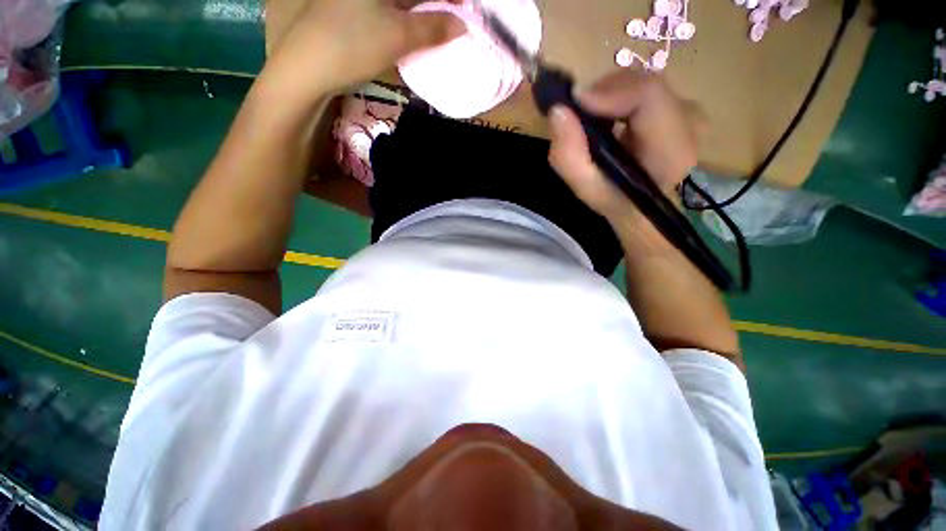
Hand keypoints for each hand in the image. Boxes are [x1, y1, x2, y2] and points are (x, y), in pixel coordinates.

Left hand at [262, 0, 464, 102]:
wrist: (308, 67)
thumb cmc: (353, 45)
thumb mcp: (398, 36)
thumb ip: (432, 29)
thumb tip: (461, 24)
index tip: (466, 8)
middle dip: (435, 6)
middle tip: (455, 22)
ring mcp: (358, 0)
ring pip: (400, 4)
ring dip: (422, 15)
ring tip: (439, 28)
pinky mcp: (353, 12)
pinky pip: (388, 12)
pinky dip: (405, 21)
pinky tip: (414, 32)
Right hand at [547, 70, 699, 227]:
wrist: (644, 205)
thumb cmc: (615, 201)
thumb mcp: (587, 190)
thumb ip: (569, 157)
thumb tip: (558, 111)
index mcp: (671, 150)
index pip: (648, 96)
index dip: (608, 92)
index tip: (574, 104)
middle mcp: (691, 122)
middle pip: (642, 84)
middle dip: (603, 95)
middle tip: (578, 117)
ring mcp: (691, 110)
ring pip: (642, 82)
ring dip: (609, 97)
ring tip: (593, 124)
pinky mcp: (683, 105)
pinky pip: (645, 87)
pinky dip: (619, 98)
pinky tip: (609, 120)